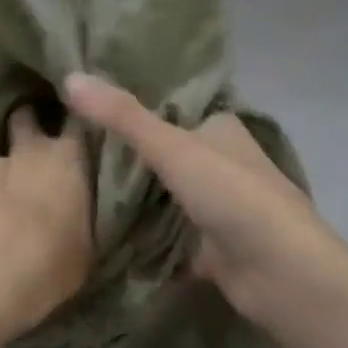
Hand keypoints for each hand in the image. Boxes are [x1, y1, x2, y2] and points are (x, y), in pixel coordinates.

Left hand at [0, 106, 94, 341]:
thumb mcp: (88, 242)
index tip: (75, 137)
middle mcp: (28, 152)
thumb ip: (82, 211)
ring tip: (1, 205)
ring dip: (1, 176)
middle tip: (32, 153)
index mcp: (68, 159)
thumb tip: (77, 206)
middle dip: (27, 126)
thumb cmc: (54, 263)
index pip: (77, 123)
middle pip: (25, 119)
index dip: (74, 126)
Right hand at [63, 72, 343, 325]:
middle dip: (124, 157)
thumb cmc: (232, 195)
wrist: (279, 271)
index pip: (171, 108)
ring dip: (131, 200)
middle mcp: (221, 163)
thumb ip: (123, 117)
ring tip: (74, 189)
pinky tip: (103, 237)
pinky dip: (143, 240)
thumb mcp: (173, 147)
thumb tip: (71, 77)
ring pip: (164, 197)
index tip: (84, 107)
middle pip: (163, 154)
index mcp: (220, 128)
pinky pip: (167, 239)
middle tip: (69, 150)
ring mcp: (217, 207)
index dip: (132, 107)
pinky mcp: (210, 248)